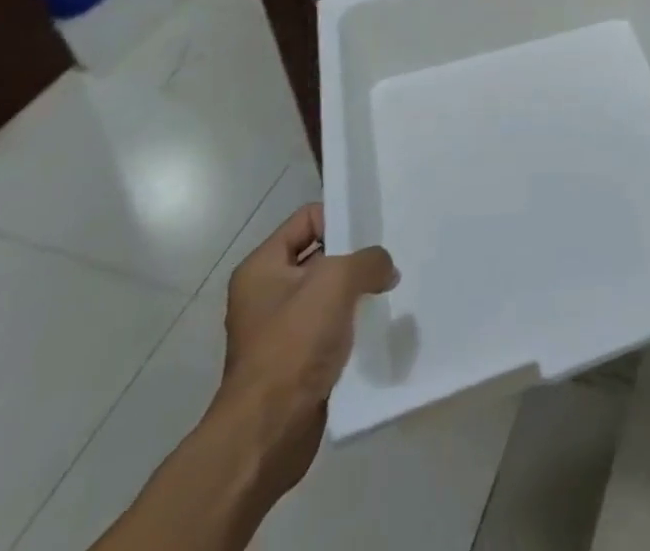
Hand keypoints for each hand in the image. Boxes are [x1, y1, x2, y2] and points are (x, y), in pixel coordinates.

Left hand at [212, 205, 395, 498]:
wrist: (269, 431)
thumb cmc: (294, 343)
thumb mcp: (337, 281)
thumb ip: (369, 260)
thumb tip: (385, 270)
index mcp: (261, 267)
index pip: (308, 218)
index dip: (340, 218)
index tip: (372, 232)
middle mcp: (266, 294)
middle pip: (321, 255)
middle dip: (354, 256)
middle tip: (388, 259)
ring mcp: (281, 329)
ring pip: (329, 293)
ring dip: (357, 292)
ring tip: (388, 290)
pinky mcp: (297, 360)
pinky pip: (332, 326)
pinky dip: (353, 323)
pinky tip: (377, 323)